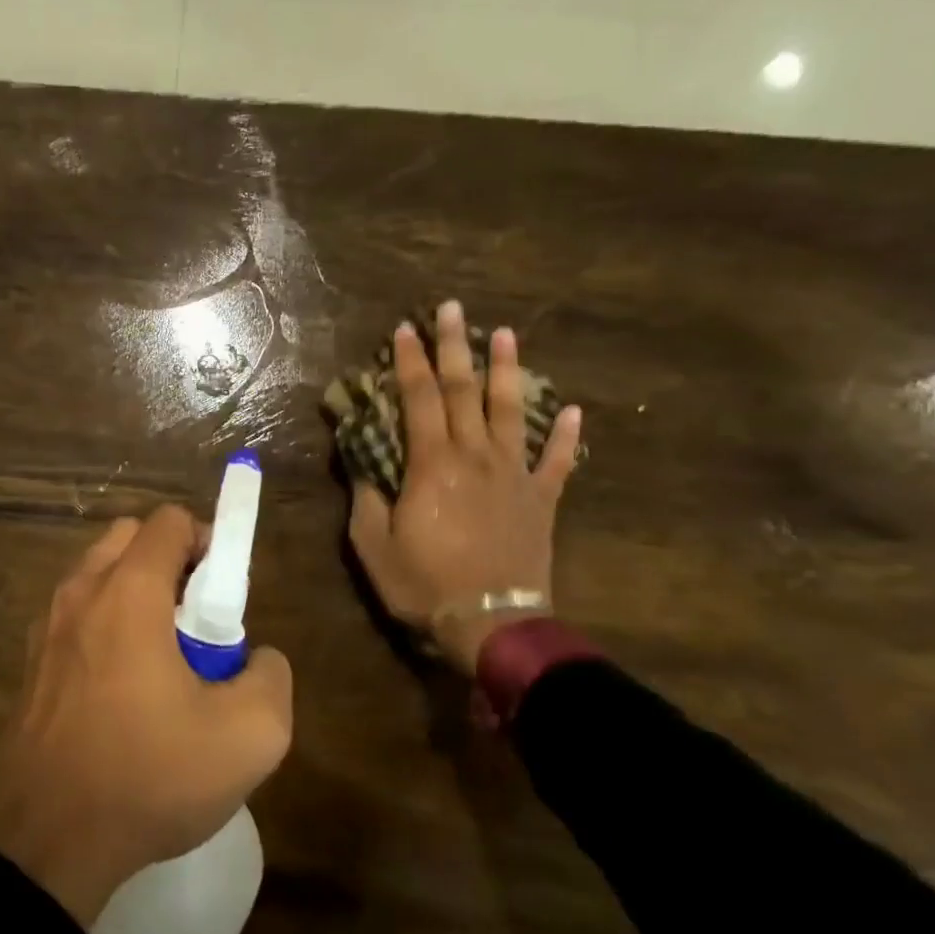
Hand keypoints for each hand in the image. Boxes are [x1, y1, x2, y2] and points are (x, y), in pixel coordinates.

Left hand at [0, 505, 293, 926]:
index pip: (169, 521)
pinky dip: (105, 622)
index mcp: (128, 591)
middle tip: (195, 621)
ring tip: (162, 657)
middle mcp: (80, 591)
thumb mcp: (251, 735)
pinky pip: (77, 614)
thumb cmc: (150, 775)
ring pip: (99, 574)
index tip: (223, 595)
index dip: (207, 542)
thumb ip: (271, 676)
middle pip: (130, 538)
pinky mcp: (31, 661)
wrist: (49, 841)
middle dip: (170, 562)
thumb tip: (256, 658)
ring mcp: (47, 625)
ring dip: (136, 592)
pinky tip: (122, 687)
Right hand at [348, 300, 582, 673]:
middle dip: (455, 347)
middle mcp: (475, 457)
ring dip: (507, 371)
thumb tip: (360, 462)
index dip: (410, 362)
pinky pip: (556, 462)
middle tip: (453, 309)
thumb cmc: (424, 584)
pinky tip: (573, 410)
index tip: (405, 329)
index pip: (418, 399)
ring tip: (507, 334)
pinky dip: (565, 436)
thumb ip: (365, 497)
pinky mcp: (541, 501)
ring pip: (512, 412)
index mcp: (432, 464)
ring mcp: (514, 476)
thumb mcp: (373, 545)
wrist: (491, 625)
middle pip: (464, 392)